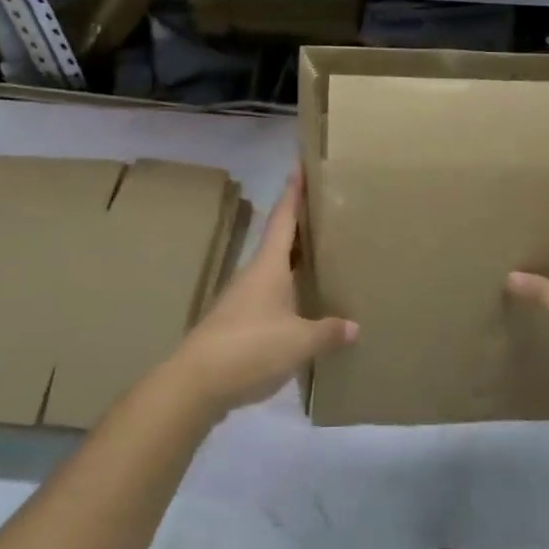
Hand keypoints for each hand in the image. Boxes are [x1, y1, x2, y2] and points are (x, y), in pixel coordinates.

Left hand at [170, 172, 355, 418]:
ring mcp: (242, 298)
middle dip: (300, 223)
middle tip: (326, 210)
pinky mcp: (237, 322)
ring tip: (321, 255)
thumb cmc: (249, 348)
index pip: (283, 218)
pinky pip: (269, 294)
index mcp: (269, 265)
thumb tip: (354, 326)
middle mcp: (254, 274)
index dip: (293, 192)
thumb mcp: (298, 342)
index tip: (299, 165)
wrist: (195, 383)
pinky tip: (301, 304)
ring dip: (294, 258)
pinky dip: (288, 289)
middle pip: (279, 239)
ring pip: (274, 268)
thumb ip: (327, 332)